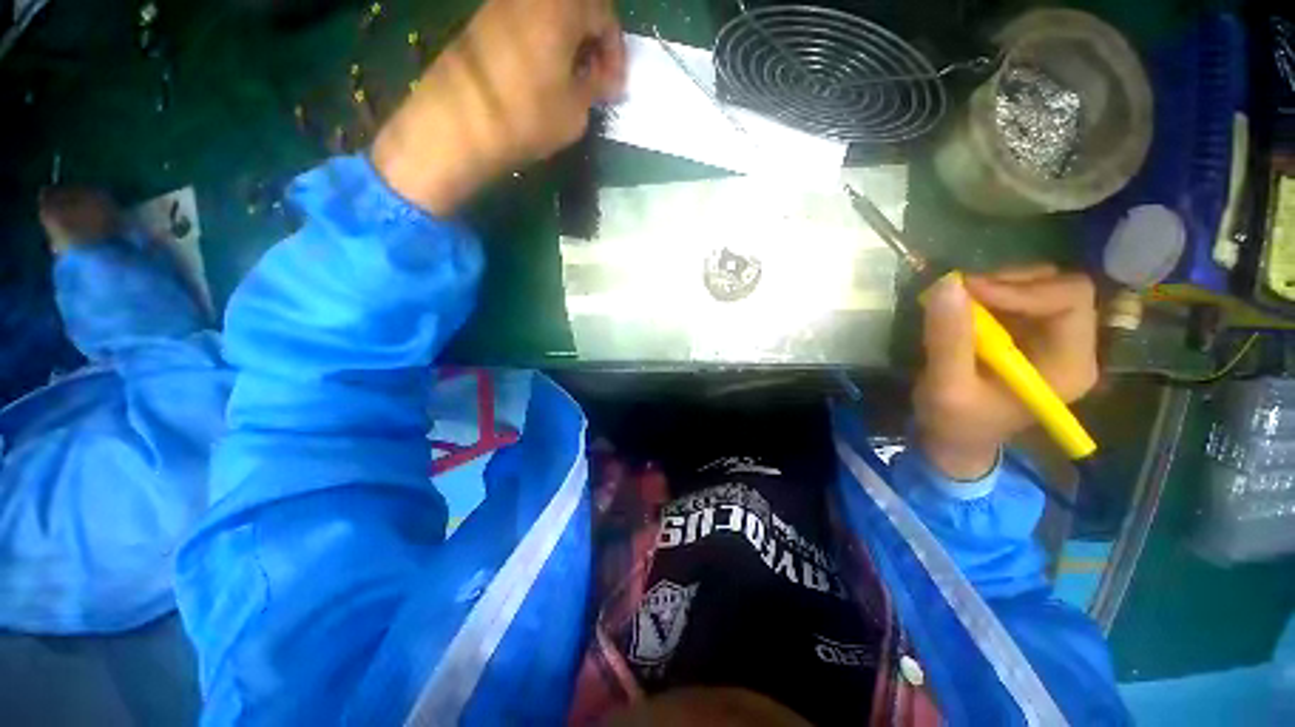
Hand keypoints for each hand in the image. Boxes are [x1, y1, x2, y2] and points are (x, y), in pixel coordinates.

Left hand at [373, 0, 625, 214]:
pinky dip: (545, 43)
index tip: (615, 86)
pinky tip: (545, 76)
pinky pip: (527, 22)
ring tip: (572, 82)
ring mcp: (502, 4)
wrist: (459, 124)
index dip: (615, 52)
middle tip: (596, 81)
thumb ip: (595, 87)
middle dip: (593, 42)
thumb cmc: (526, 117)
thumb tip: (603, 79)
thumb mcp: (575, 111)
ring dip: (569, 43)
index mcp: (560, 6)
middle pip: (576, 8)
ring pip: (550, 14)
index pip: (603, 14)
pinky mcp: (484, 21)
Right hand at [914, 266, 1098, 480]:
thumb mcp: (946, 386)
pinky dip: (991, 294)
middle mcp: (1072, 347)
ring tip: (959, 301)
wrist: (955, 439)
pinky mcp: (1030, 336)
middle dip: (1010, 283)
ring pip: (1041, 287)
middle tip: (961, 292)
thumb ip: (949, 338)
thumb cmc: (955, 421)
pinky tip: (963, 311)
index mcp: (1069, 365)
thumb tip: (947, 283)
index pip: (1070, 300)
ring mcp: (1052, 340)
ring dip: (998, 286)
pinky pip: (1020, 298)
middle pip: (1061, 288)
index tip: (968, 290)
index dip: (1021, 288)